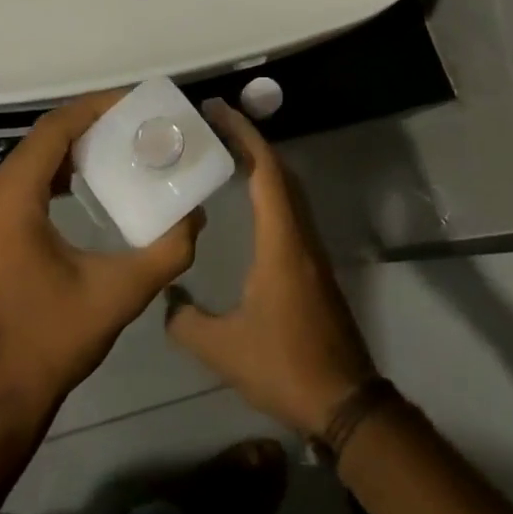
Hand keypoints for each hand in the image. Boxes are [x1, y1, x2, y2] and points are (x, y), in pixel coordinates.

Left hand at [0, 91, 201, 430]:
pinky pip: (12, 188)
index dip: (92, 109)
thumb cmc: (54, 344)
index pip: (52, 132)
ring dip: (63, 150)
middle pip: (36, 142)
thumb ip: (167, 252)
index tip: (131, 103)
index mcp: (11, 204)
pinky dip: (45, 175)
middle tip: (127, 124)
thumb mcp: (119, 295)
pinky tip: (75, 186)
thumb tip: (196, 216)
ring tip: (108, 147)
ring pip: (22, 164)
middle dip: (83, 125)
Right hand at [165, 100, 377, 436]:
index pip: (266, 171)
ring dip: (261, 164)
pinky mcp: (315, 267)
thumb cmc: (285, 366)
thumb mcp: (224, 349)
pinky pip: (291, 210)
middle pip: (280, 171)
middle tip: (214, 127)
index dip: (244, 135)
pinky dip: (269, 189)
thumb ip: (187, 321)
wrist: (345, 401)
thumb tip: (168, 298)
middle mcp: (301, 235)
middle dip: (250, 141)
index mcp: (282, 242)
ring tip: (226, 154)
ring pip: (289, 190)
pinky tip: (249, 203)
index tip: (218, 112)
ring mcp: (312, 250)